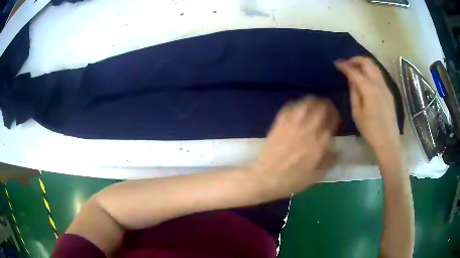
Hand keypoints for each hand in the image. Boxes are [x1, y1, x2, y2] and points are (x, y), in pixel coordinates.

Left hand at [252, 97, 339, 197]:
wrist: (266, 177)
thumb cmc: (293, 179)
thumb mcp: (317, 175)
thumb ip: (330, 160)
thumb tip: (337, 150)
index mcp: (320, 141)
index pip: (333, 120)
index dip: (336, 119)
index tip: (335, 123)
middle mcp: (309, 128)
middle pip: (323, 107)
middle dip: (328, 108)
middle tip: (328, 113)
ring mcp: (293, 122)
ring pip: (308, 102)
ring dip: (315, 103)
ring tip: (316, 108)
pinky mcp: (280, 121)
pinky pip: (292, 106)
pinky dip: (299, 105)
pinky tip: (300, 111)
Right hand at [334, 57, 400, 155]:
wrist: (388, 140)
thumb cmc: (370, 130)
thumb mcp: (357, 113)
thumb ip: (354, 93)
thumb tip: (351, 79)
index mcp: (369, 90)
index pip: (354, 71)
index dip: (344, 66)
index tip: (336, 63)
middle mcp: (378, 84)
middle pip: (367, 62)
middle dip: (355, 60)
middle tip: (346, 64)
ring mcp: (385, 86)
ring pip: (374, 66)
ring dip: (363, 63)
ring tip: (355, 68)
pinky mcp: (388, 91)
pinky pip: (379, 74)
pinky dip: (370, 70)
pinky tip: (365, 77)